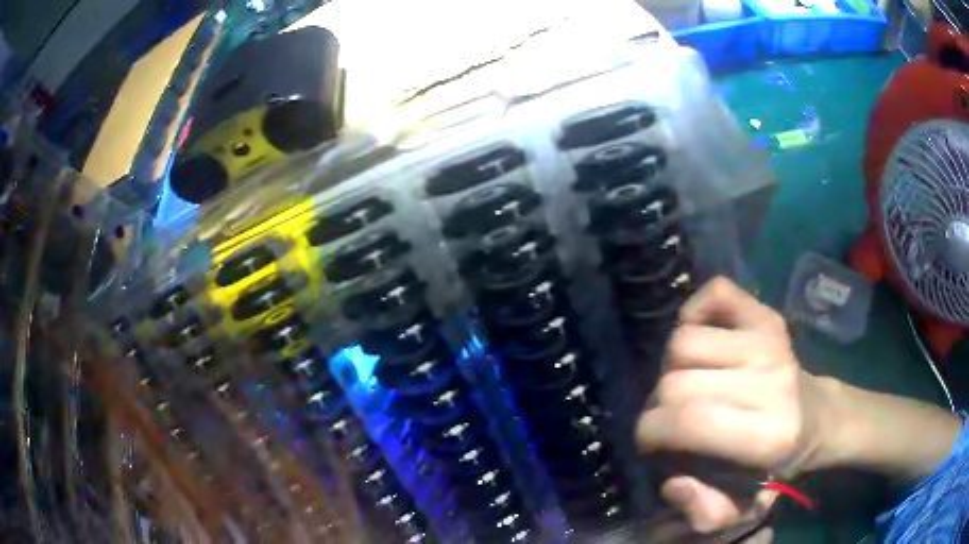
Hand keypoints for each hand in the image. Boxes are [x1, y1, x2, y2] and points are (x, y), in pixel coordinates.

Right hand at [636, 277, 825, 534]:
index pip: (685, 421)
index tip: (653, 443)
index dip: (650, 433)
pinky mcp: (768, 314)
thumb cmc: (775, 465)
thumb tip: (673, 481)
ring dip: (674, 366)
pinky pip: (714, 293)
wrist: (817, 416)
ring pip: (683, 341)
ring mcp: (771, 340)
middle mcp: (772, 380)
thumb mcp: (742, 507)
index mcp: (767, 435)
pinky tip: (704, 339)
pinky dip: (696, 312)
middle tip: (673, 418)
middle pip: (676, 380)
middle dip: (660, 405)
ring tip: (690, 383)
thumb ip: (704, 511)